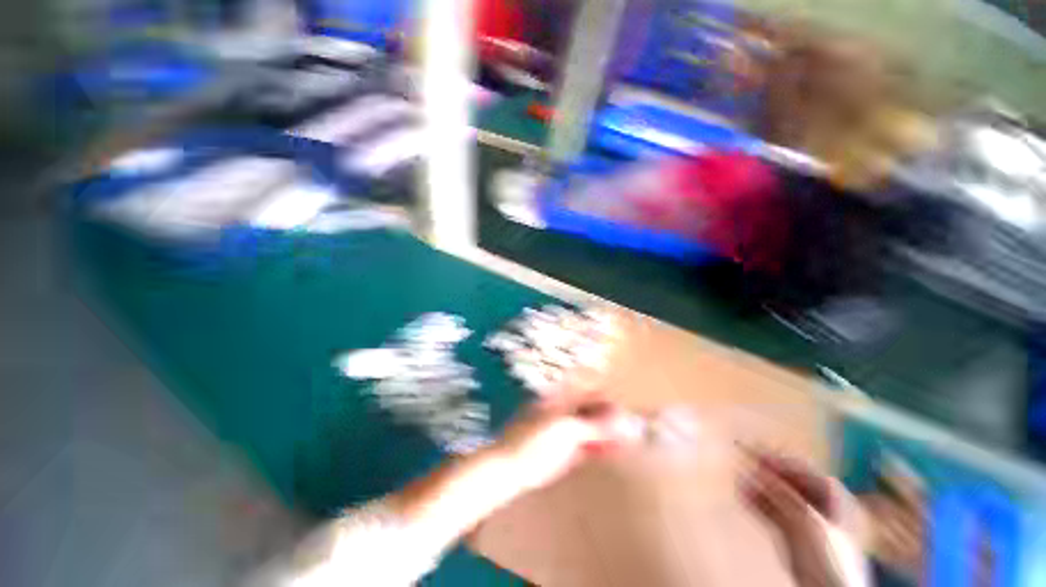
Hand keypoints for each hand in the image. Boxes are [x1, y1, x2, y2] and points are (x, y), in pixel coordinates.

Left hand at [493, 395, 641, 493]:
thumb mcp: (566, 430)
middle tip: (633, 424)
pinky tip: (614, 451)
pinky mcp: (564, 449)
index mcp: (560, 399)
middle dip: (612, 415)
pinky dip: (601, 446)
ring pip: (591, 427)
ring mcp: (563, 430)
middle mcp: (563, 410)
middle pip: (591, 409)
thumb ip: (593, 424)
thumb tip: (620, 417)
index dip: (607, 392)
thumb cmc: (535, 442)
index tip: (624, 400)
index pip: (588, 389)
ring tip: (629, 439)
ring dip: (609, 432)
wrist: (510, 468)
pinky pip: (587, 444)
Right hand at [741, 449, 868, 586]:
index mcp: (837, 499)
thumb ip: (783, 494)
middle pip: (793, 484)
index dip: (781, 461)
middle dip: (768, 475)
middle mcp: (824, 506)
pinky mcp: (796, 535)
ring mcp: (810, 521)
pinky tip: (744, 496)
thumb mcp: (806, 522)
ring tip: (739, 479)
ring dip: (761, 488)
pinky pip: (776, 512)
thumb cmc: (827, 554)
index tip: (756, 454)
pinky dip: (760, 503)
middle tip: (745, 464)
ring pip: (782, 498)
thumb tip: (757, 469)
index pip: (806, 471)